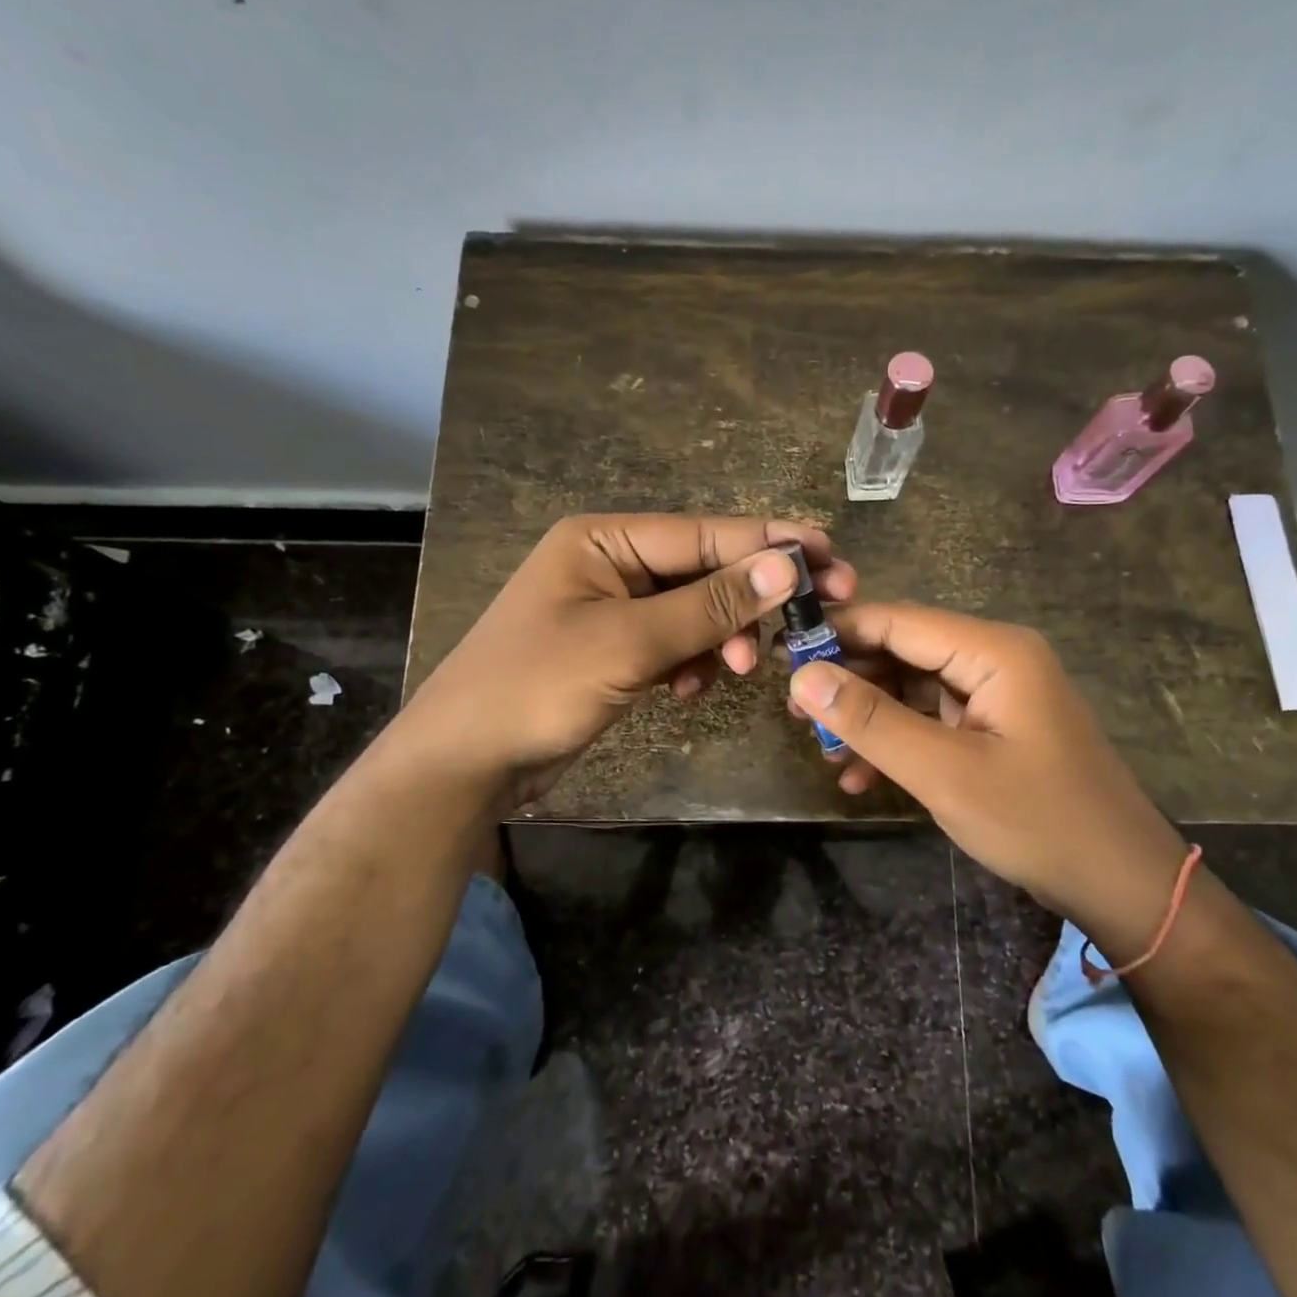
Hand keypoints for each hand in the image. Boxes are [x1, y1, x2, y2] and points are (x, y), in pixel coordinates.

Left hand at [401, 514, 854, 809]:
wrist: (465, 763)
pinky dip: (692, 663)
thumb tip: (787, 567)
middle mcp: (611, 564)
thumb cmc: (536, 687)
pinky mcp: (616, 651)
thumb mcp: (628, 642)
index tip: (830, 554)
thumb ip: (710, 604)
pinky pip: (674, 644)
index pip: (704, 533)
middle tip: (816, 616)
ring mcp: (613, 610)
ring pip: (695, 612)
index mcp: (604, 540)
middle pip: (704, 570)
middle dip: (752, 599)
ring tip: (737, 668)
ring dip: (722, 637)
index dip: (769, 544)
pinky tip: (690, 689)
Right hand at [785, 603, 1186, 944]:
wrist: (1121, 885)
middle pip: (903, 651)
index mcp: (993, 650)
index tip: (781, 654)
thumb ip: (871, 720)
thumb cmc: (1037, 821)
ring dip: (868, 718)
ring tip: (822, 751)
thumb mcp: (944, 772)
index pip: (897, 620)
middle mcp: (995, 658)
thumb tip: (802, 676)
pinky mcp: (995, 727)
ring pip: (912, 688)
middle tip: (794, 714)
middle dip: (849, 681)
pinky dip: (897, 742)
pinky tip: (861, 777)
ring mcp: (997, 694)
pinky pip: (932, 719)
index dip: (837, 632)